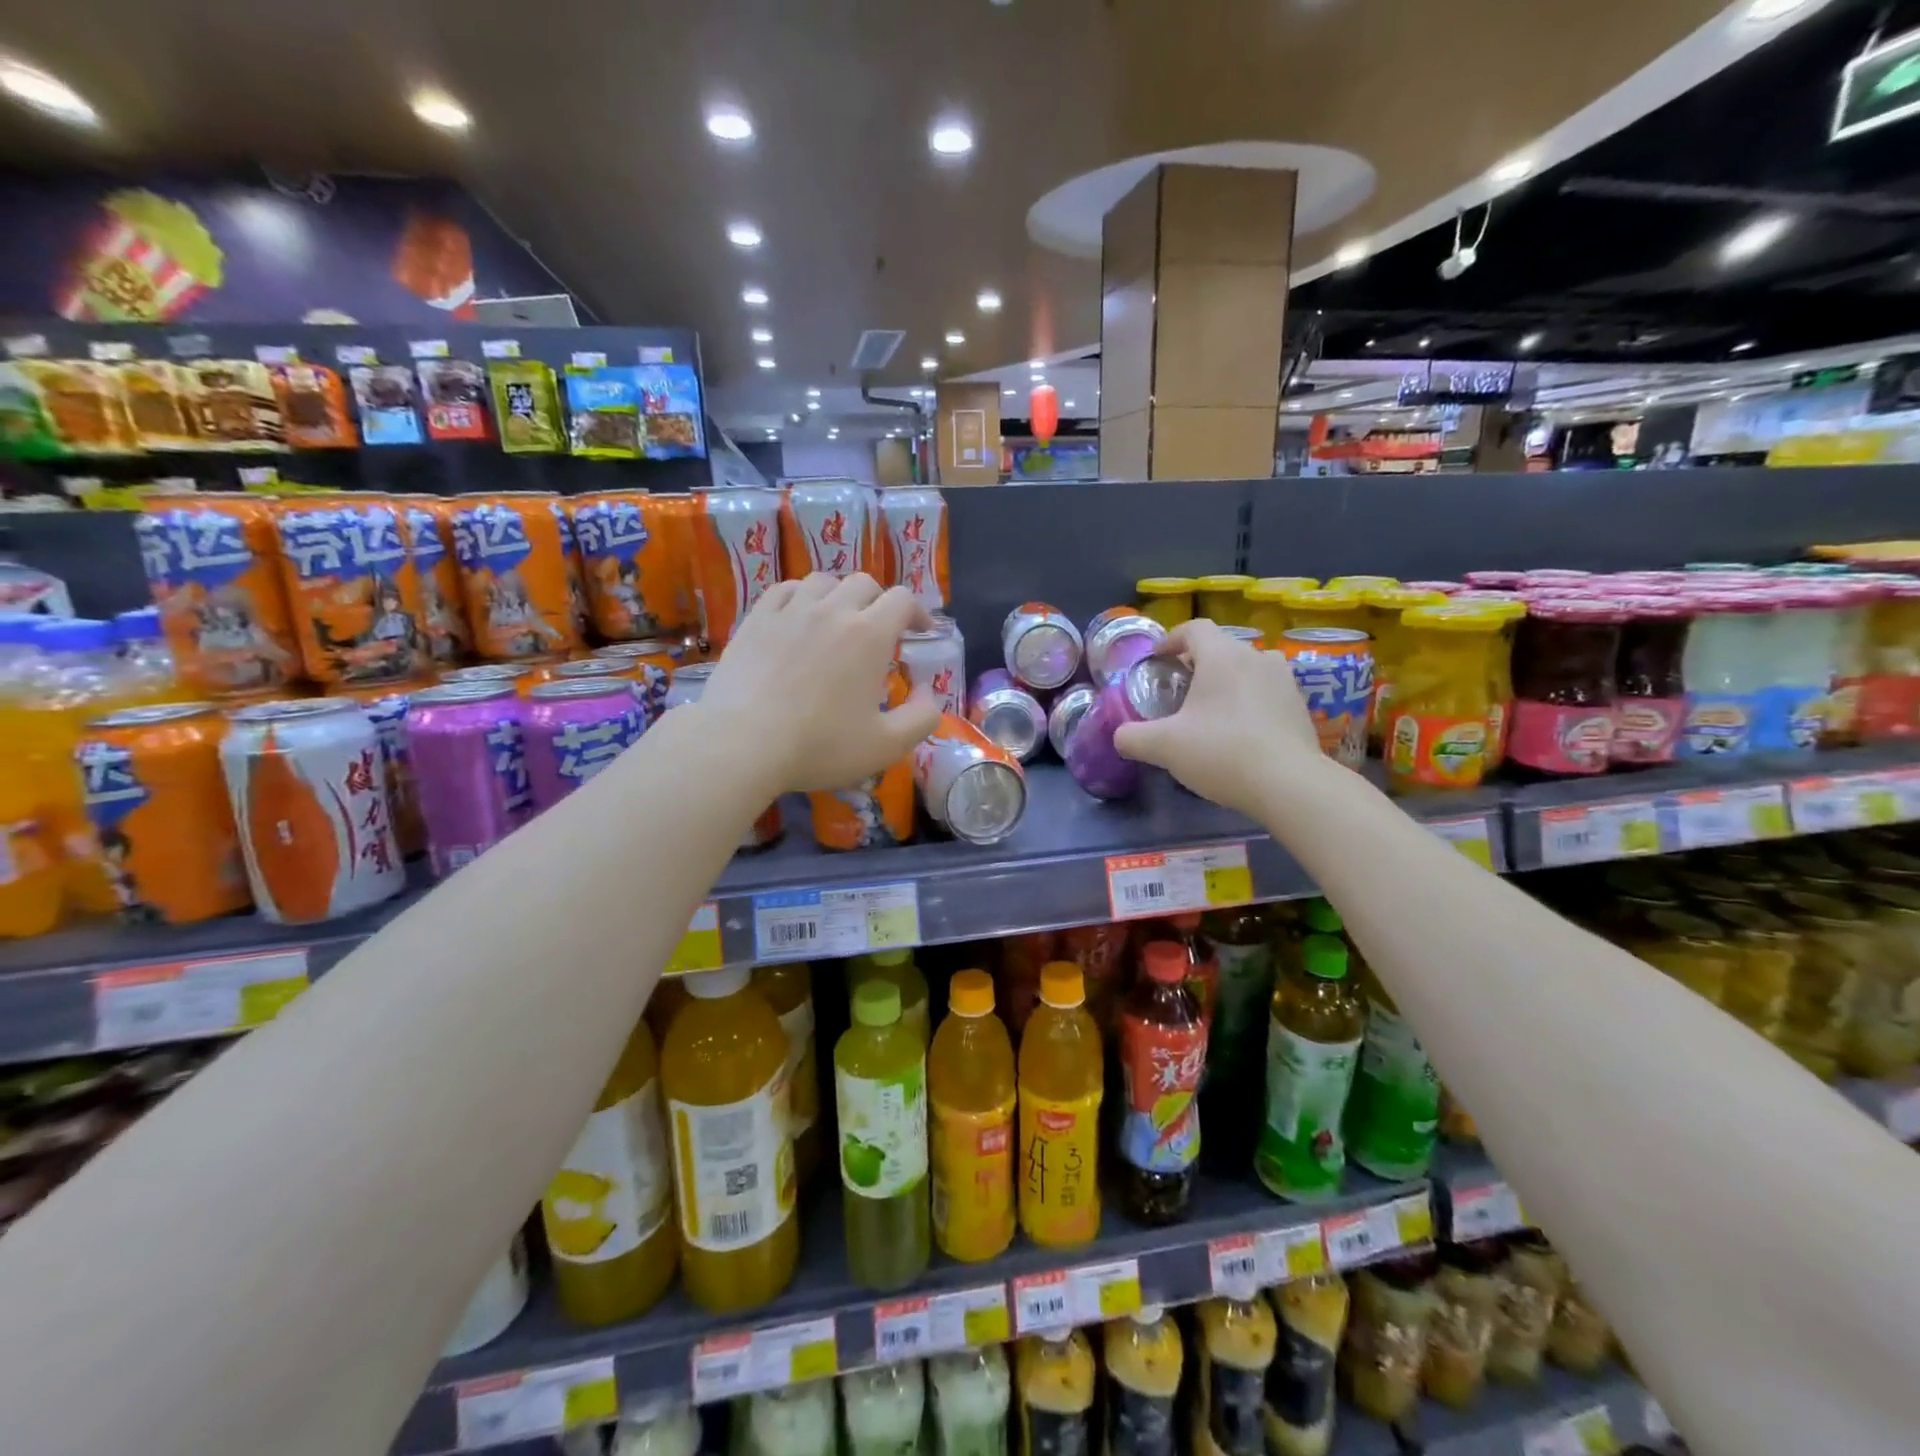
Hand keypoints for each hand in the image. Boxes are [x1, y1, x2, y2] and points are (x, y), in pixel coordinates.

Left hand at [699, 573, 941, 794]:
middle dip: (879, 602)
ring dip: (839, 595)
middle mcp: (832, 610)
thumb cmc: (820, 746)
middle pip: (864, 583)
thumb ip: (922, 717)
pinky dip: (800, 596)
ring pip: (823, 581)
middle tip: (880, 630)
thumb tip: (928, 691)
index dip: (917, 612)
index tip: (919, 632)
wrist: (742, 744)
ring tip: (838, 620)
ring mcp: (790, 611)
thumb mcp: (886, 745)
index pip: (902, 600)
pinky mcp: (756, 620)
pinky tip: (798, 616)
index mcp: (869, 635)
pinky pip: (783, 590)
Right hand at [1112, 619, 1327, 817]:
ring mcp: (1284, 680)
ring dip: (1226, 681)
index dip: (1171, 639)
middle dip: (1197, 663)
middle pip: (1221, 647)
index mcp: (1222, 656)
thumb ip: (1133, 738)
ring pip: (1247, 668)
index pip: (1194, 628)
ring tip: (1211, 709)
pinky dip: (1249, 701)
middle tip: (1179, 689)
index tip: (1158, 659)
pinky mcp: (1300, 705)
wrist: (1290, 784)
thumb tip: (1119, 737)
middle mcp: (1256, 657)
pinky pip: (1266, 691)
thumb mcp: (1164, 747)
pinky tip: (1240, 731)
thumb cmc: (1222, 752)